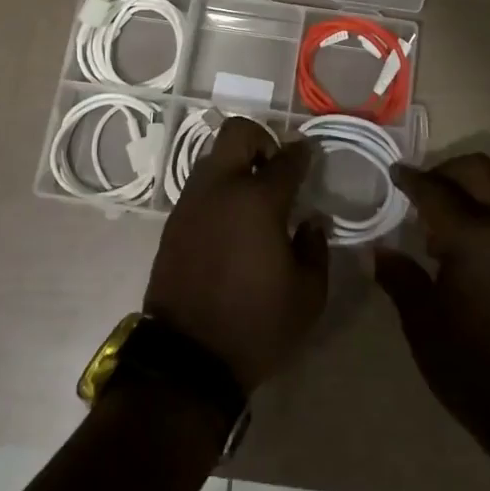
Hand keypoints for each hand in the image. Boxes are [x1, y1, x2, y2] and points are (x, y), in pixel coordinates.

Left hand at [143, 117, 327, 394]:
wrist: (188, 357)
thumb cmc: (257, 324)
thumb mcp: (308, 295)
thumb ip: (316, 248)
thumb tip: (311, 221)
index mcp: (259, 200)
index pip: (287, 159)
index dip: (303, 153)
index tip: (309, 156)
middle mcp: (222, 188)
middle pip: (238, 133)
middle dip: (262, 140)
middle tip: (276, 169)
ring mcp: (192, 201)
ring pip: (213, 156)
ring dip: (236, 164)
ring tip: (252, 197)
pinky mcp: (174, 220)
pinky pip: (199, 186)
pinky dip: (218, 189)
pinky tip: (231, 220)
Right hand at [375, 154, 489, 448]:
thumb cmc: (471, 367)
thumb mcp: (422, 322)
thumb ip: (400, 277)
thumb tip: (378, 251)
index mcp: (474, 237)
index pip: (435, 189)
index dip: (409, 179)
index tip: (393, 173)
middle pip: (478, 170)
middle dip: (445, 171)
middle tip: (417, 195)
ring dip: (466, 192)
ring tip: (436, 229)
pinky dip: (484, 213)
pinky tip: (463, 253)